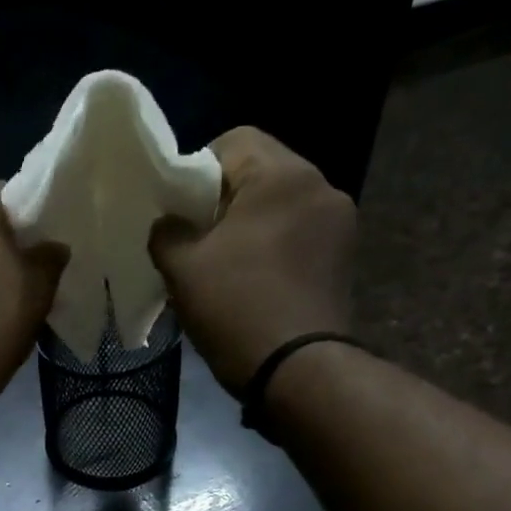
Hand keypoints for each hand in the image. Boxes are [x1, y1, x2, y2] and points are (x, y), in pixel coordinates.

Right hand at [148, 127, 355, 395]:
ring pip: (280, 203)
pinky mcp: (344, 256)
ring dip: (250, 223)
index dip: (197, 169)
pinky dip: (273, 244)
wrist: (297, 369)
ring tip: (224, 261)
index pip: (234, 141)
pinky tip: (253, 278)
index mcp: (282, 176)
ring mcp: (339, 222)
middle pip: (261, 170)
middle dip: (224, 198)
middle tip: (196, 237)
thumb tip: (168, 224)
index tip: (179, 209)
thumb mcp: (182, 268)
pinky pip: (298, 231)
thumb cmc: (235, 307)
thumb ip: (166, 233)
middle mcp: (320, 186)